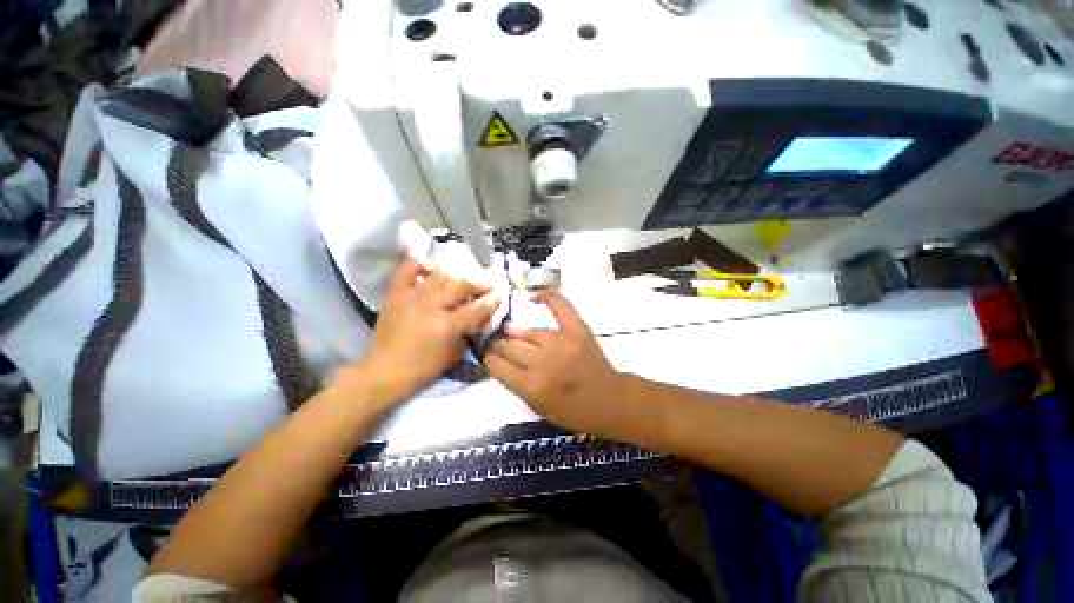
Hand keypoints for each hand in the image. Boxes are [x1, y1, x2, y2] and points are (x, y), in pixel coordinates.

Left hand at [360, 259, 499, 404]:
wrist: (385, 371)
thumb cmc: (423, 368)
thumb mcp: (453, 355)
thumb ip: (466, 334)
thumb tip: (474, 319)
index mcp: (447, 326)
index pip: (476, 308)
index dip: (491, 301)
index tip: (499, 295)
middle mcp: (431, 307)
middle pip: (461, 287)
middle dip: (478, 285)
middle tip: (484, 286)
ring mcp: (412, 297)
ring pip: (440, 276)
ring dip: (454, 278)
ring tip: (459, 283)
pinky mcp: (395, 295)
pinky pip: (406, 270)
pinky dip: (419, 265)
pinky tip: (429, 269)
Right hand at [484, 291, 626, 434]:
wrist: (608, 400)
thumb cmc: (571, 411)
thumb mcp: (537, 407)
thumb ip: (516, 383)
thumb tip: (501, 359)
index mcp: (531, 387)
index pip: (498, 366)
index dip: (489, 359)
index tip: (488, 355)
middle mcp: (542, 363)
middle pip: (509, 347)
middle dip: (499, 345)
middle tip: (497, 344)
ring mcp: (560, 343)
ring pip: (528, 331)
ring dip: (515, 331)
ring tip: (510, 330)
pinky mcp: (577, 331)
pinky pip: (560, 307)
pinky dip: (548, 297)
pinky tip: (535, 295)